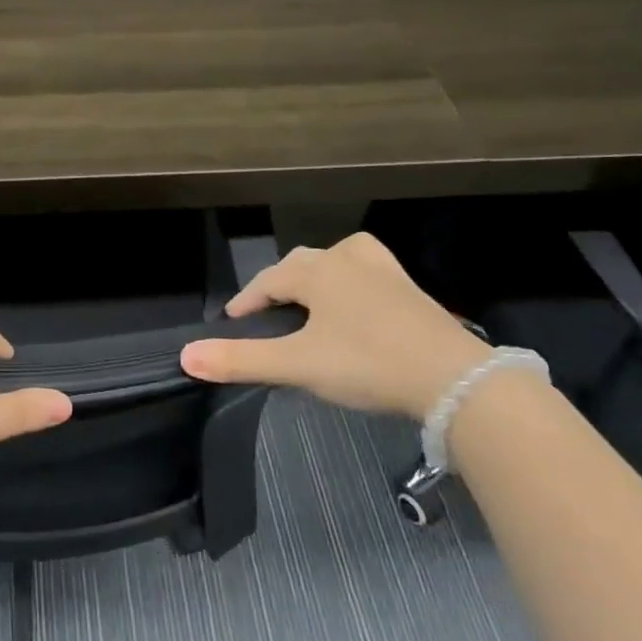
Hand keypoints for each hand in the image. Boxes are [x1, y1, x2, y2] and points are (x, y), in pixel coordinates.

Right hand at [179, 233, 487, 418]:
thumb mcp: (298, 365)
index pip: (268, 281)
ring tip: (310, 303)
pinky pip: (368, 274)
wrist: (456, 380)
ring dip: (317, 279)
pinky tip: (357, 307)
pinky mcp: (411, 290)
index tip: (231, 324)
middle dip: (279, 288)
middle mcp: (348, 259)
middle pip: (300, 265)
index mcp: (317, 271)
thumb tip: (185, 356)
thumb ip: (241, 360)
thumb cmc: (368, 364)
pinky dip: (351, 285)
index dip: (246, 302)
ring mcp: (385, 271)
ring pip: (337, 262)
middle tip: (267, 318)